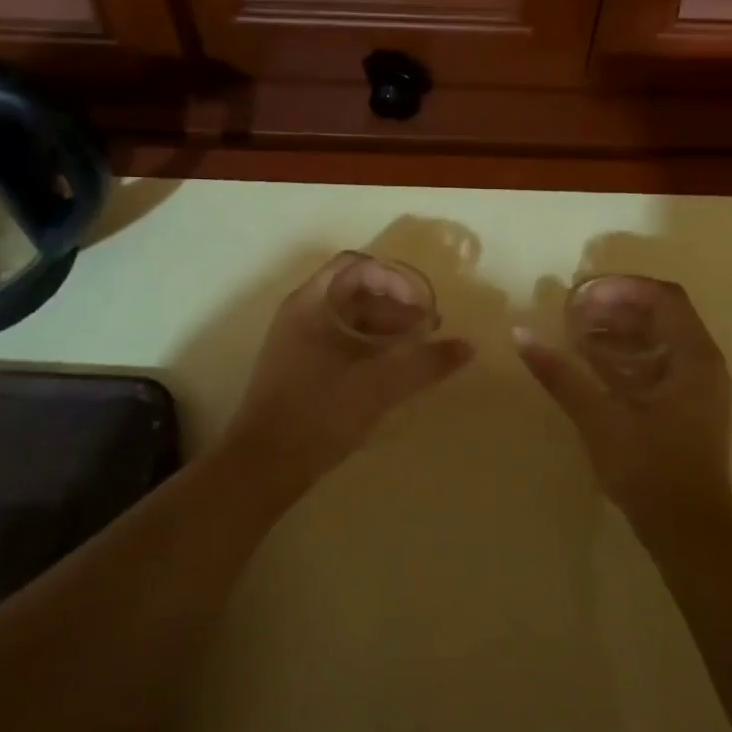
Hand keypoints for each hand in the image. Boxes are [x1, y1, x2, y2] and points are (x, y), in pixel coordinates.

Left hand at [227, 253, 474, 489]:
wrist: (263, 465)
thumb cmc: (319, 413)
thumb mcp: (379, 386)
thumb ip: (424, 363)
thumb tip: (467, 347)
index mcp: (311, 303)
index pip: (356, 266)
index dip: (393, 278)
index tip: (420, 304)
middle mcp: (301, 313)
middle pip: (354, 291)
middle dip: (395, 304)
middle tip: (426, 329)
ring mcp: (296, 340)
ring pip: (347, 317)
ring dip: (384, 326)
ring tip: (414, 350)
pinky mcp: (299, 366)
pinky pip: (339, 340)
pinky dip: (368, 345)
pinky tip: (388, 370)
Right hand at [516, 276, 731, 526]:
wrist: (688, 532)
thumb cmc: (649, 470)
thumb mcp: (600, 418)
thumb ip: (561, 374)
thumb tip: (521, 335)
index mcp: (694, 357)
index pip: (662, 297)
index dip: (620, 288)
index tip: (580, 295)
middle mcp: (703, 362)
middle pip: (662, 312)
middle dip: (617, 305)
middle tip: (575, 310)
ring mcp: (698, 385)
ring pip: (660, 336)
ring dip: (621, 327)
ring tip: (578, 330)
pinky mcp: (687, 405)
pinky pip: (659, 360)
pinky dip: (627, 352)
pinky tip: (593, 361)